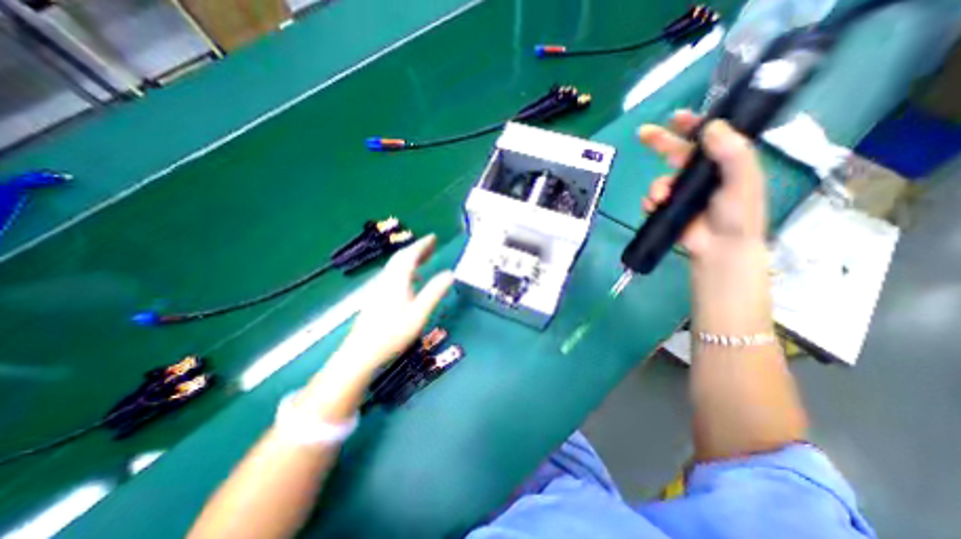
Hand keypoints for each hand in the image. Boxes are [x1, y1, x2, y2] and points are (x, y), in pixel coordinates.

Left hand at [335, 234, 454, 377]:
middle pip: (401, 258)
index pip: (410, 255)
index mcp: (397, 279)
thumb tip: (450, 273)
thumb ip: (434, 292)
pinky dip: (405, 270)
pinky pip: (392, 274)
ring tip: (425, 259)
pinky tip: (411, 280)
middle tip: (432, 244)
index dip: (423, 245)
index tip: (434, 237)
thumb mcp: (419, 313)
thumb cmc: (393, 333)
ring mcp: (379, 287)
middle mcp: (386, 279)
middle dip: (417, 249)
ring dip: (411, 258)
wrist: (361, 353)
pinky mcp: (376, 296)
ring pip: (396, 266)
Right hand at [642, 110, 771, 258]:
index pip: (707, 137)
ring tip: (660, 198)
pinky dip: (649, 201)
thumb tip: (711, 127)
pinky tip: (653, 206)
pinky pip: (652, 199)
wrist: (720, 248)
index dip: (692, 125)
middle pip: (676, 152)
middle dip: (659, 142)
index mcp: (722, 163)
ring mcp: (682, 193)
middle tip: (642, 133)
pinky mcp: (668, 209)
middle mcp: (700, 175)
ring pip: (661, 180)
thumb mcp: (743, 180)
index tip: (676, 117)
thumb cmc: (738, 214)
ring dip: (657, 186)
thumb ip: (732, 152)